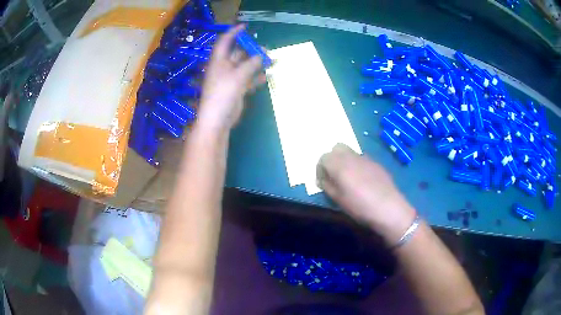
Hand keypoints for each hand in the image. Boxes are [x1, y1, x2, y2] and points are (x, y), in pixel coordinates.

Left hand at [197, 24, 265, 132]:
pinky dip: (257, 77)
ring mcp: (231, 79)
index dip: (234, 32)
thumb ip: (251, 64)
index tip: (245, 26)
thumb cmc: (223, 94)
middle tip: (265, 48)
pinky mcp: (237, 89)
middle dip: (251, 49)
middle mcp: (224, 67)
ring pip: (245, 66)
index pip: (225, 41)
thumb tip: (262, 55)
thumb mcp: (238, 76)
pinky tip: (267, 76)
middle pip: (238, 53)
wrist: (218, 120)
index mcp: (219, 60)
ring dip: (257, 63)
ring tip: (271, 60)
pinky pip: (248, 79)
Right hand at [317, 143, 416, 244]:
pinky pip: (362, 159)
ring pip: (350, 152)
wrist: (389, 208)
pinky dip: (358, 165)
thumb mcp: (338, 199)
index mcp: (339, 164)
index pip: (323, 157)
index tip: (323, 181)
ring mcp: (366, 158)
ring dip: (345, 161)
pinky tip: (363, 180)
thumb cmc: (360, 206)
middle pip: (337, 148)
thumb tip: (322, 179)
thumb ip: (327, 186)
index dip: (320, 169)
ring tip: (349, 178)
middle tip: (334, 175)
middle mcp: (351, 156)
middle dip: (332, 159)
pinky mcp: (377, 163)